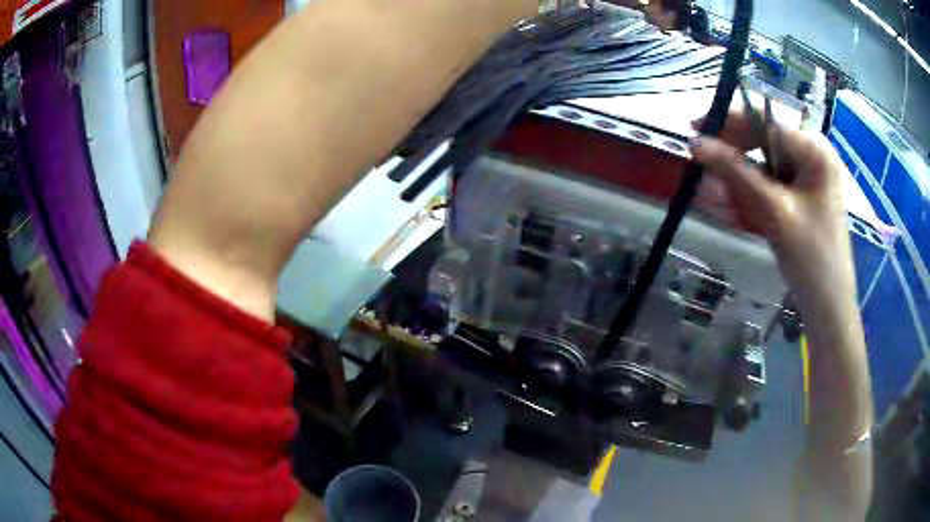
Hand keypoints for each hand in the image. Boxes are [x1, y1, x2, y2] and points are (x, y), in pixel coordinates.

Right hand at [689, 114, 857, 319]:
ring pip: (765, 164)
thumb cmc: (811, 257)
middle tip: (705, 167)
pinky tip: (745, 212)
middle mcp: (813, 155)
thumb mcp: (774, 211)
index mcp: (815, 150)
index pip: (765, 121)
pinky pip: (771, 184)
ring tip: (728, 203)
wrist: (828, 305)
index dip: (729, 122)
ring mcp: (809, 176)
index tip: (695, 128)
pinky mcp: (803, 195)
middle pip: (764, 141)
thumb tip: (695, 142)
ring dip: (743, 181)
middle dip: (736, 156)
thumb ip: (736, 172)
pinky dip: (754, 195)